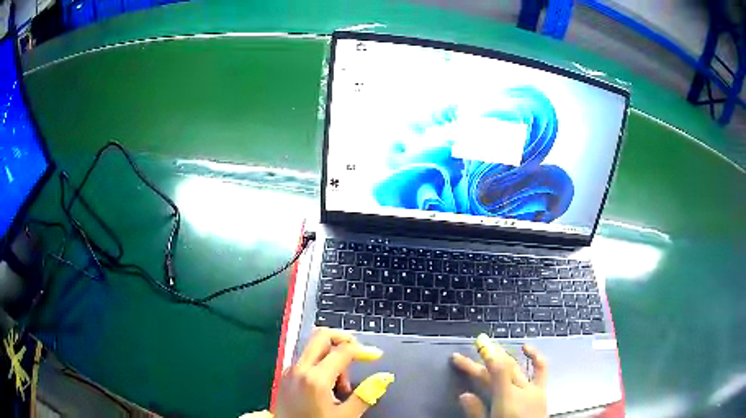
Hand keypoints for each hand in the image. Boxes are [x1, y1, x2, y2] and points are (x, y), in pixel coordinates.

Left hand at [273, 327, 392, 417]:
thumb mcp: (345, 416)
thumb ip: (366, 394)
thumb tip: (384, 377)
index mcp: (316, 378)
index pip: (343, 350)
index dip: (363, 350)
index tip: (376, 355)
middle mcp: (300, 368)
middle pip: (322, 336)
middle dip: (343, 339)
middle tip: (358, 354)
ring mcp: (290, 370)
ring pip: (313, 346)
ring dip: (332, 353)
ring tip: (342, 383)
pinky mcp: (286, 376)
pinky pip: (306, 358)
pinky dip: (320, 362)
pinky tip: (328, 385)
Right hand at [452, 334, 547, 417]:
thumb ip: (476, 412)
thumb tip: (464, 395)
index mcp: (507, 398)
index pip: (495, 371)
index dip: (480, 359)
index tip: (464, 353)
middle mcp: (522, 389)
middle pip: (503, 368)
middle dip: (488, 355)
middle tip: (477, 343)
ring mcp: (534, 389)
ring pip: (518, 367)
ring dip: (505, 354)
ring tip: (494, 344)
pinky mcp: (542, 392)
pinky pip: (541, 370)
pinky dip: (535, 356)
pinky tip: (527, 347)